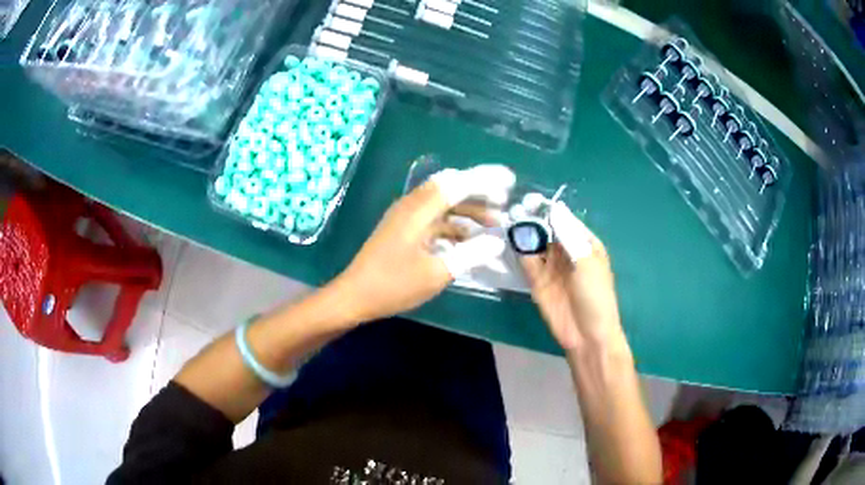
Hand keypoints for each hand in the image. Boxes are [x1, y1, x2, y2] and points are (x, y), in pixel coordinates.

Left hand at [332, 164, 515, 322]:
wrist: (355, 296)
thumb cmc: (393, 285)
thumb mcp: (436, 273)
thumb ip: (470, 254)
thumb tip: (498, 242)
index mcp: (418, 210)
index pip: (457, 183)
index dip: (485, 179)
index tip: (510, 180)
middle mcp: (412, 206)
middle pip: (450, 187)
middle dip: (479, 191)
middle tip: (504, 200)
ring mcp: (406, 217)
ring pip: (443, 203)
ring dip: (469, 210)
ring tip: (494, 222)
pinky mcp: (404, 230)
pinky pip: (435, 219)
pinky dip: (455, 224)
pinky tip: (469, 239)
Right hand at [519, 202, 623, 350]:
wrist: (587, 336)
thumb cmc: (596, 296)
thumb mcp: (587, 262)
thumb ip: (569, 236)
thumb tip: (555, 208)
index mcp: (584, 243)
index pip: (564, 220)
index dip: (549, 209)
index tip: (530, 198)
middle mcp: (566, 251)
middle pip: (547, 229)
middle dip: (532, 218)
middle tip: (513, 208)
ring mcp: (550, 266)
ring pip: (534, 243)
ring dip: (523, 233)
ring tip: (506, 220)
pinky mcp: (537, 281)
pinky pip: (526, 261)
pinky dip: (517, 251)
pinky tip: (507, 241)